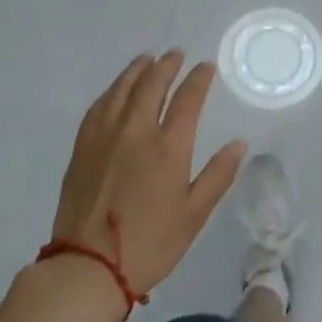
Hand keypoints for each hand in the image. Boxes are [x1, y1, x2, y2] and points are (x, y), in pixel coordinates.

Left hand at [48, 51, 246, 297]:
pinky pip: (98, 107)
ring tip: (147, 60)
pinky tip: (116, 90)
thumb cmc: (150, 244)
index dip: (199, 79)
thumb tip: (239, 144)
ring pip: (122, 89)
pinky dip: (111, 91)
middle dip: (167, 65)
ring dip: (137, 70)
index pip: (187, 99)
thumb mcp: (194, 215)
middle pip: (152, 85)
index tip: (206, 67)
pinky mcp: (82, 148)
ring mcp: (104, 137)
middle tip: (176, 54)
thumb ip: (218, 175)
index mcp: (168, 147)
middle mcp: (136, 132)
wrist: (87, 267)